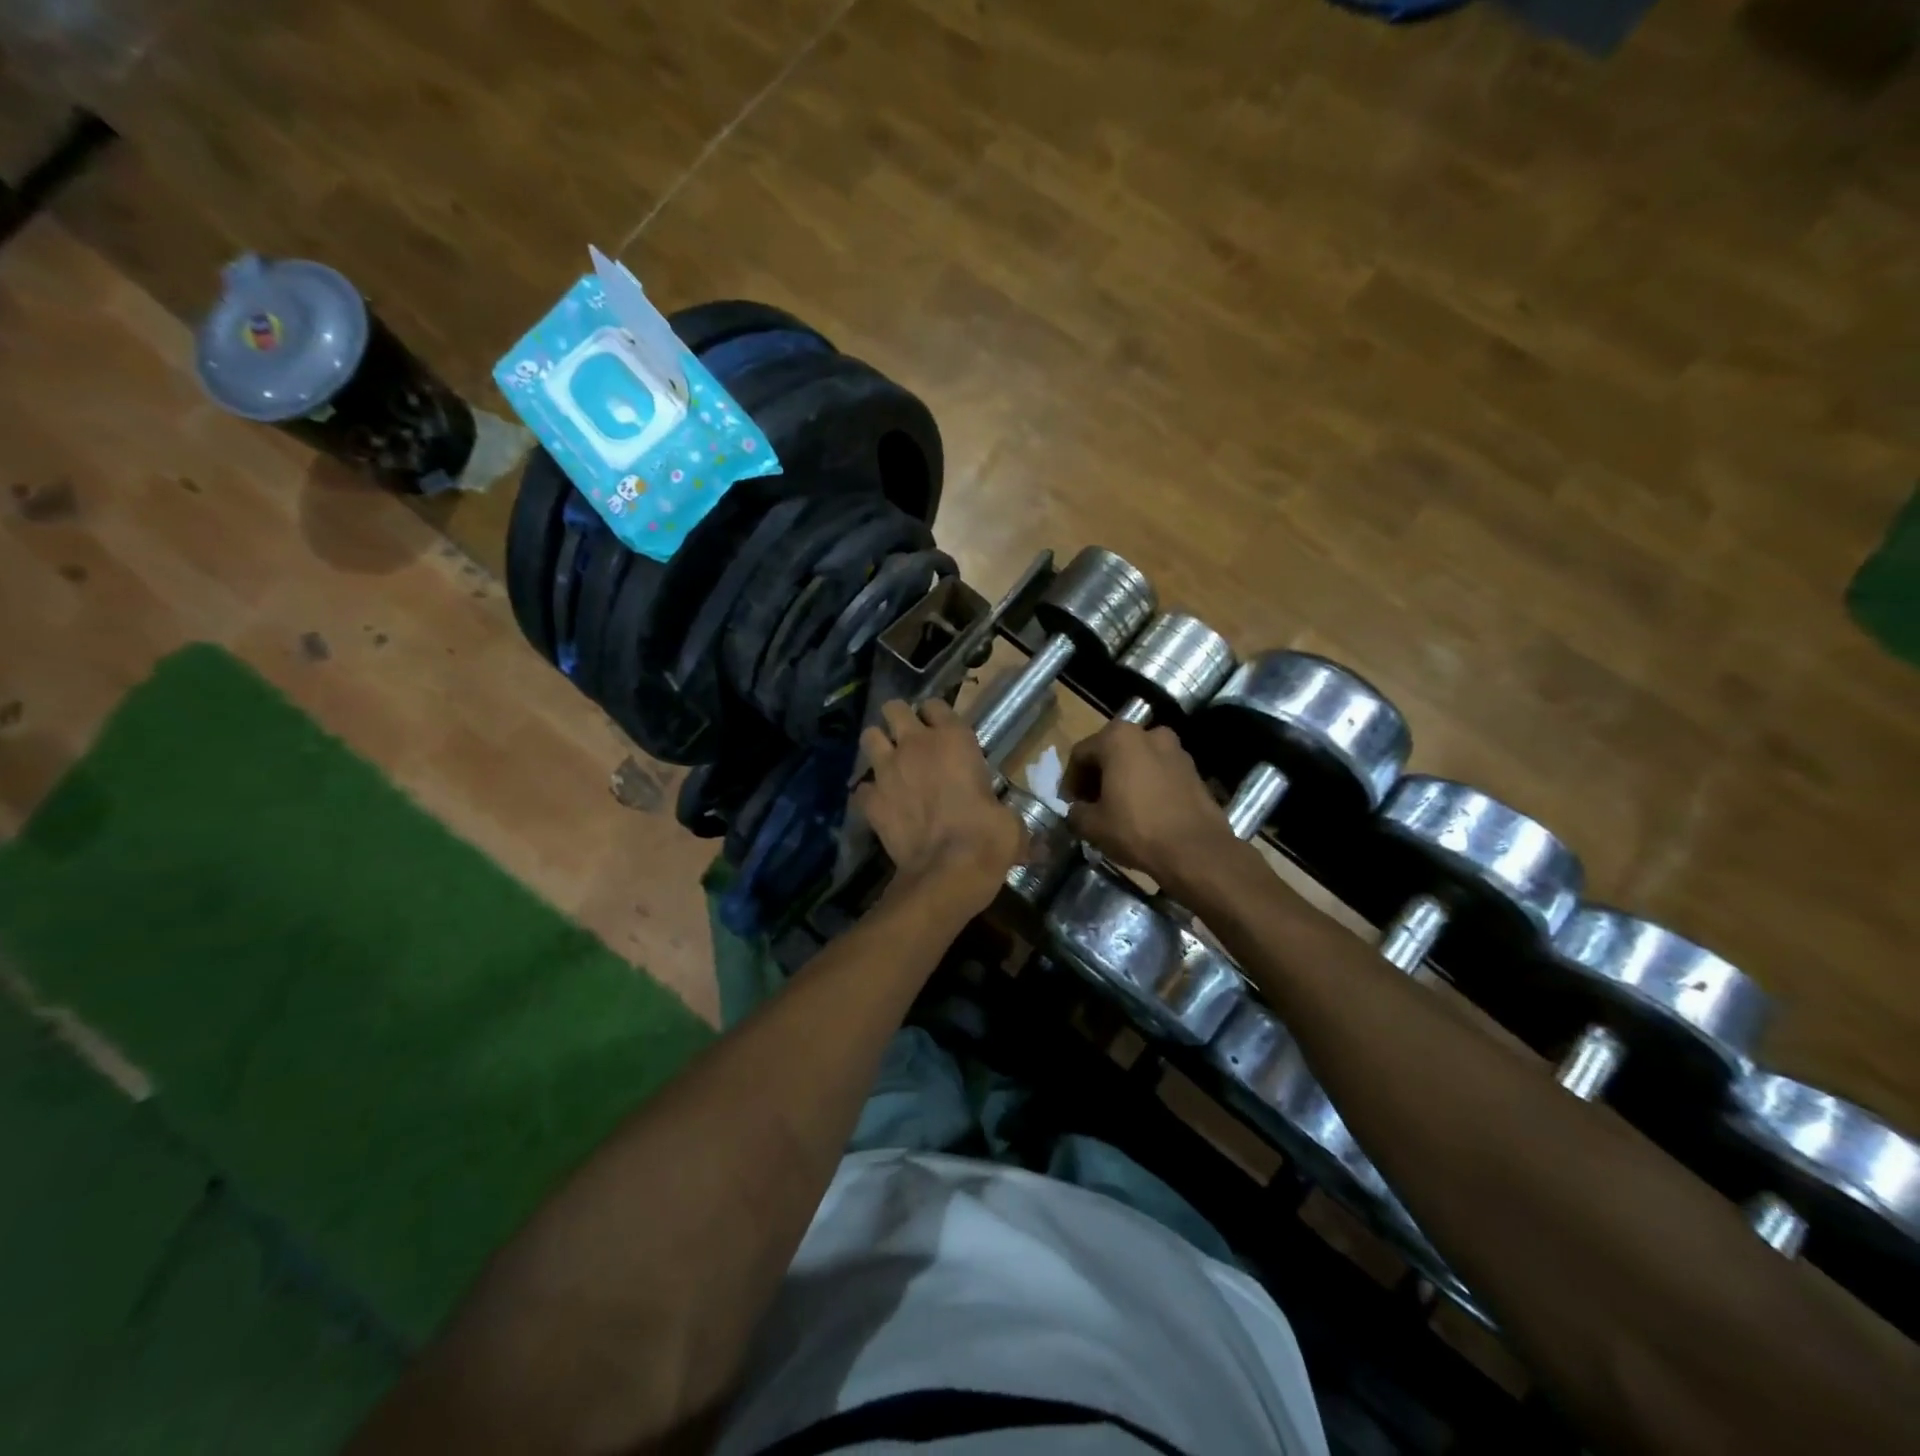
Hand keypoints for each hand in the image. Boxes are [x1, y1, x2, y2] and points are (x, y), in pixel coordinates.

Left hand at [855, 699, 1024, 913]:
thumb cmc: (988, 838)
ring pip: (869, 737)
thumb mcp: (1010, 823)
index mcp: (954, 739)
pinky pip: (862, 788)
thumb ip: (1007, 817)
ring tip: (889, 764)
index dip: (936, 716)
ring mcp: (887, 770)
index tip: (941, 729)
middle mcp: (915, 745)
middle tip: (908, 739)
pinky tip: (881, 806)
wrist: (948, 871)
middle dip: (898, 720)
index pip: (936, 705)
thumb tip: (1029, 843)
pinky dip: (869, 795)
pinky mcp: (870, 800)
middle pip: (893, 708)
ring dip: (878, 748)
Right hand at [1062, 721, 1234, 894]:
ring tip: (1117, 807)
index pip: (1080, 754)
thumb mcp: (1092, 825)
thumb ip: (1075, 812)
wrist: (1196, 851)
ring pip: (1136, 760)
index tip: (1069, 804)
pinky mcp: (1193, 769)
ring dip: (1122, 778)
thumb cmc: (1137, 829)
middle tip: (1090, 803)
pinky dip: (1145, 783)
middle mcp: (1148, 733)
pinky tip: (1142, 810)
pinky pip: (1158, 771)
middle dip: (1097, 776)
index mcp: (1118, 738)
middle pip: (1110, 751)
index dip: (1070, 780)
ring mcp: (1175, 749)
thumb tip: (1077, 811)